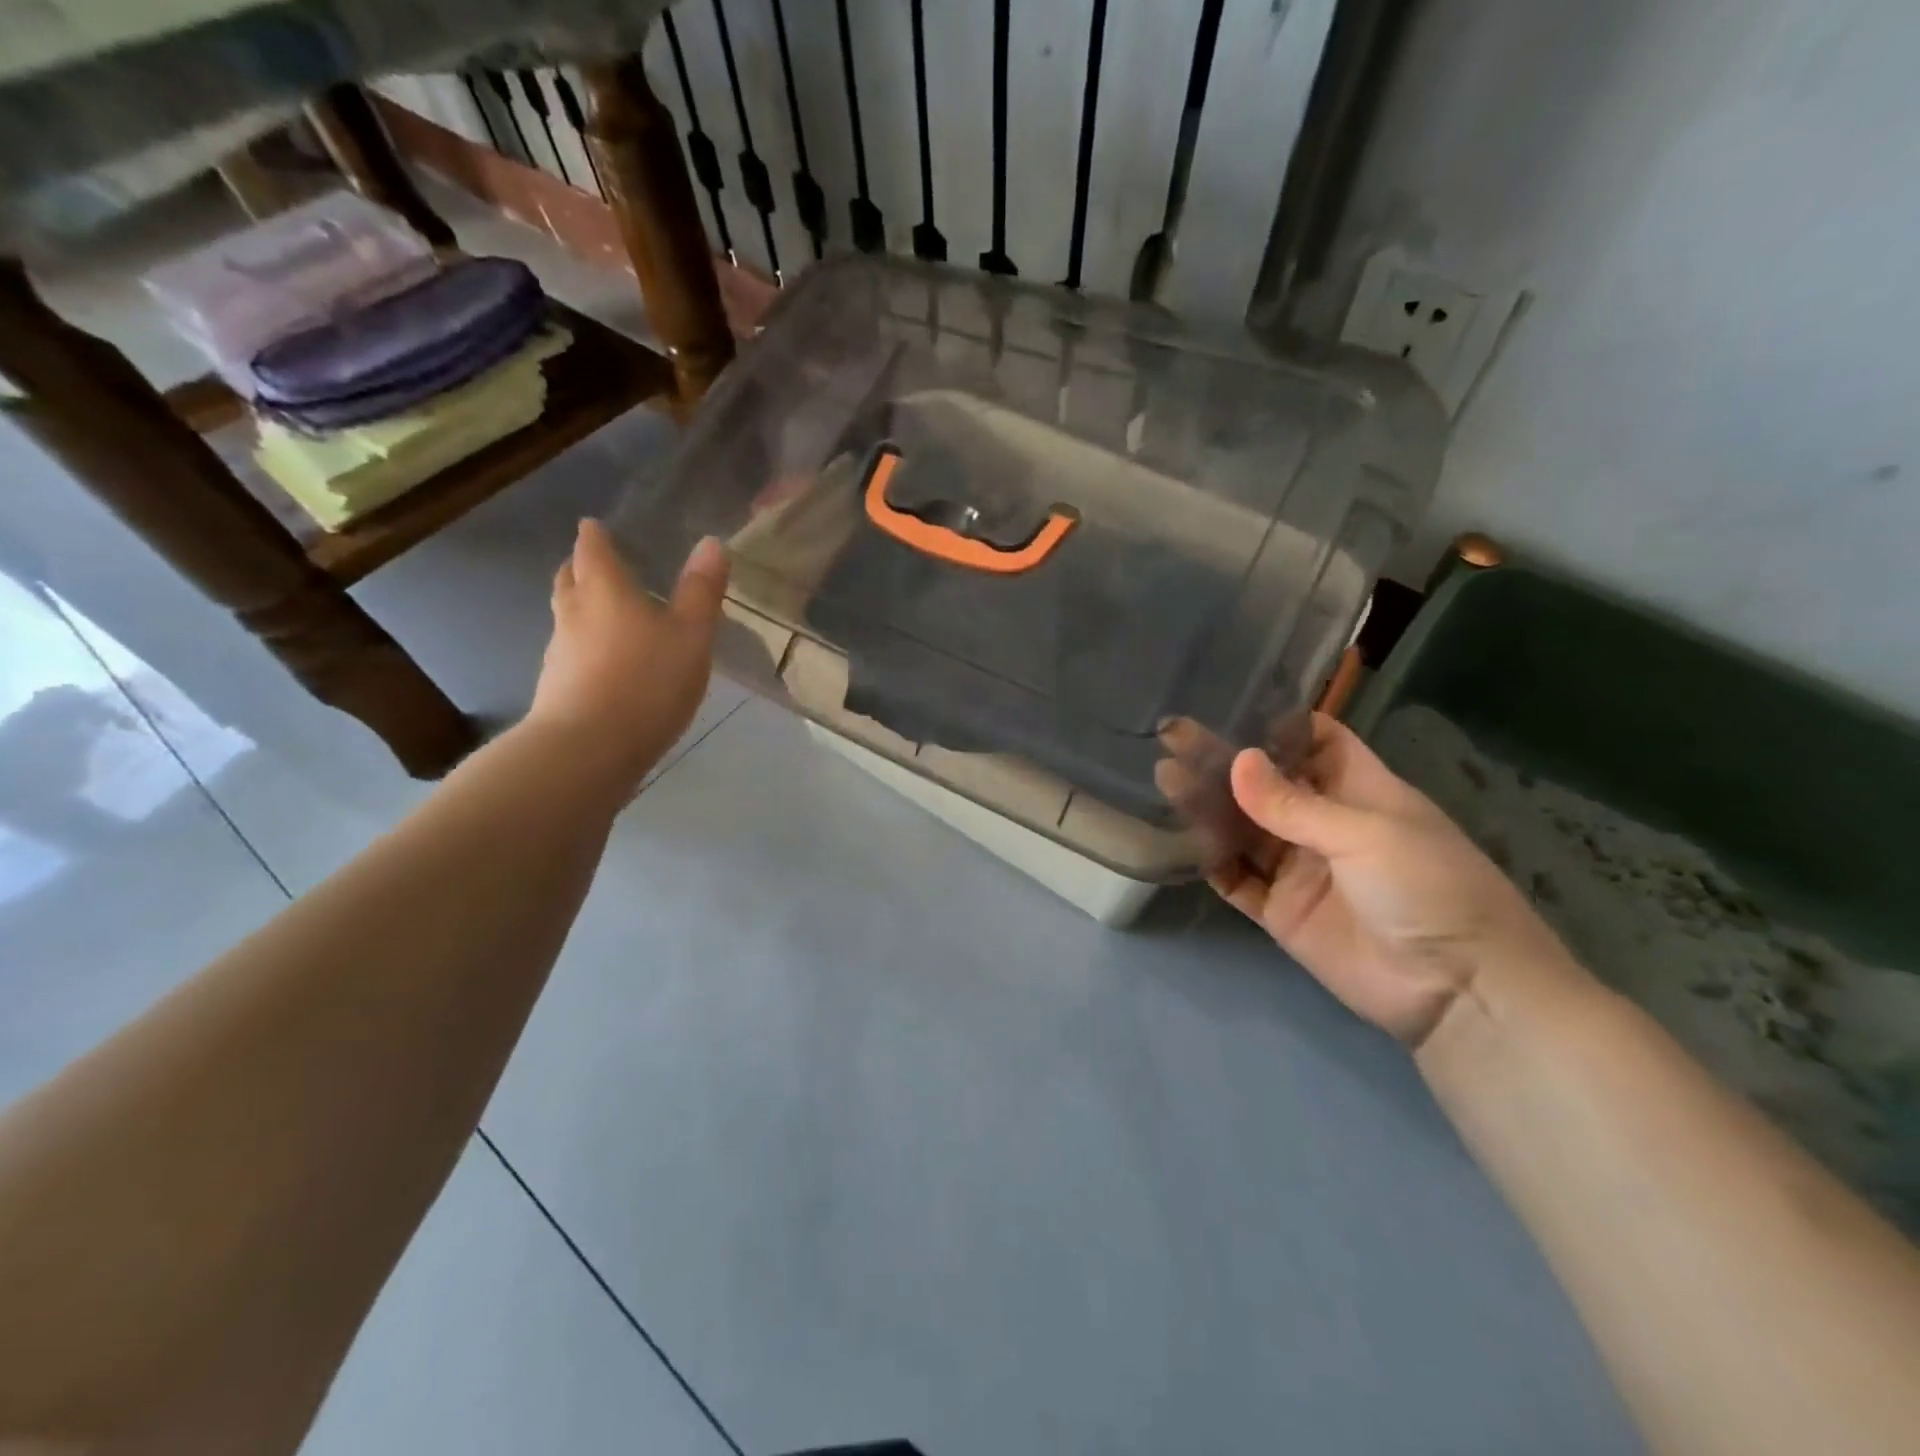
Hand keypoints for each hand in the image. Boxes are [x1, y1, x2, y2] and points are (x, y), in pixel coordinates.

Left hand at [526, 520, 728, 797]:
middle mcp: (574, 613)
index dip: (595, 536)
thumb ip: (701, 591)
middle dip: (581, 567)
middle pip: (570, 579)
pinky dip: (585, 646)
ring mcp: (560, 652)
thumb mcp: (691, 635)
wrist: (590, 748)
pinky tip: (604, 663)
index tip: (596, 527)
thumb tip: (712, 543)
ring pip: (567, 617)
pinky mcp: (557, 687)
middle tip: (595, 563)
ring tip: (605, 612)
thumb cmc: (647, 680)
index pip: (593, 549)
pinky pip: (571, 653)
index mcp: (605, 589)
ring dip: (581, 608)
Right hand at [1205, 713, 1576, 1047]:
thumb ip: (1294, 805)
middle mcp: (1324, 824)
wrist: (1456, 990)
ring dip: (1206, 807)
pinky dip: (1209, 860)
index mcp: (1359, 791)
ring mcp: (1299, 868)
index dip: (1275, 724)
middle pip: (1266, 784)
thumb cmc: (1429, 889)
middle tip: (1173, 740)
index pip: (1315, 742)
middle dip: (1223, 762)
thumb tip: (1235, 761)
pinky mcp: (1280, 910)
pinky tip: (1177, 836)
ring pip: (1243, 828)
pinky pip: (1236, 878)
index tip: (1226, 706)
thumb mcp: (1366, 834)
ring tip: (1163, 778)